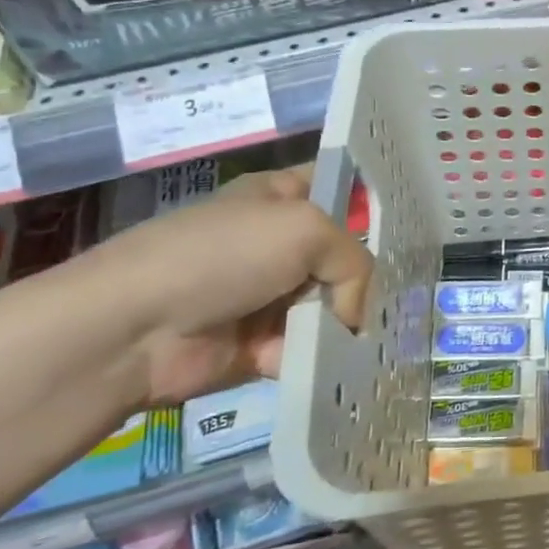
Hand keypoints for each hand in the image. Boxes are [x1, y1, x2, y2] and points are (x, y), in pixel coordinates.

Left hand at [101, 168, 372, 406]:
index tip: (412, 222)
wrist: (135, 329)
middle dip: (367, 276)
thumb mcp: (306, 229)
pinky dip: (317, 357)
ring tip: (361, 338)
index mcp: (281, 197)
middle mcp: (278, 243)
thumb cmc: (223, 255)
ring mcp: (268, 295)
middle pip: (342, 255)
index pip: (338, 186)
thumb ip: (354, 262)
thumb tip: (353, 313)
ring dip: (344, 324)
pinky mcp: (260, 345)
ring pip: (331, 305)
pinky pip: (307, 348)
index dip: (371, 199)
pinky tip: (324, 363)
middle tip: (399, 296)